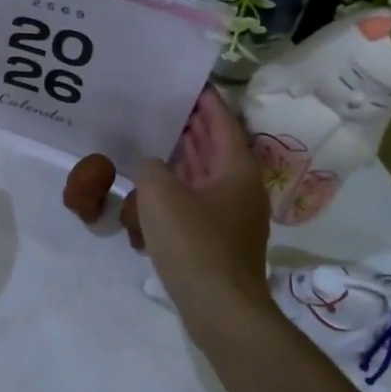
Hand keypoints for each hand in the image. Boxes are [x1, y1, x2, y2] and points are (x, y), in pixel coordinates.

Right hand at [134, 88, 272, 320]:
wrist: (221, 310)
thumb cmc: (195, 245)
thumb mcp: (160, 196)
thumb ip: (150, 168)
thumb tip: (150, 165)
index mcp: (236, 169)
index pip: (222, 121)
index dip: (205, 100)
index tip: (186, 81)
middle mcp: (240, 188)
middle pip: (216, 147)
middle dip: (191, 127)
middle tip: (162, 106)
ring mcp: (233, 216)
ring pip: (206, 176)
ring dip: (184, 159)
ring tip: (154, 140)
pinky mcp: (220, 240)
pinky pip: (199, 203)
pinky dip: (180, 190)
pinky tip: (153, 192)